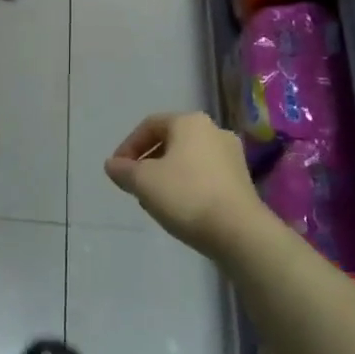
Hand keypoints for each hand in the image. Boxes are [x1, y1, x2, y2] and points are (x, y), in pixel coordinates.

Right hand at [105, 112, 265, 255]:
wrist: (239, 231)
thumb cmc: (186, 195)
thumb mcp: (143, 182)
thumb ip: (123, 170)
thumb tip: (112, 165)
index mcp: (190, 122)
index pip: (150, 125)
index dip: (128, 146)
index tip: (117, 170)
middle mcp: (214, 130)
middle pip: (170, 141)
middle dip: (148, 161)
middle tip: (134, 184)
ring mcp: (232, 155)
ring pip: (188, 159)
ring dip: (167, 174)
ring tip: (155, 199)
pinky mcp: (242, 179)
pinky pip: (205, 174)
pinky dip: (187, 184)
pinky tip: (180, 207)